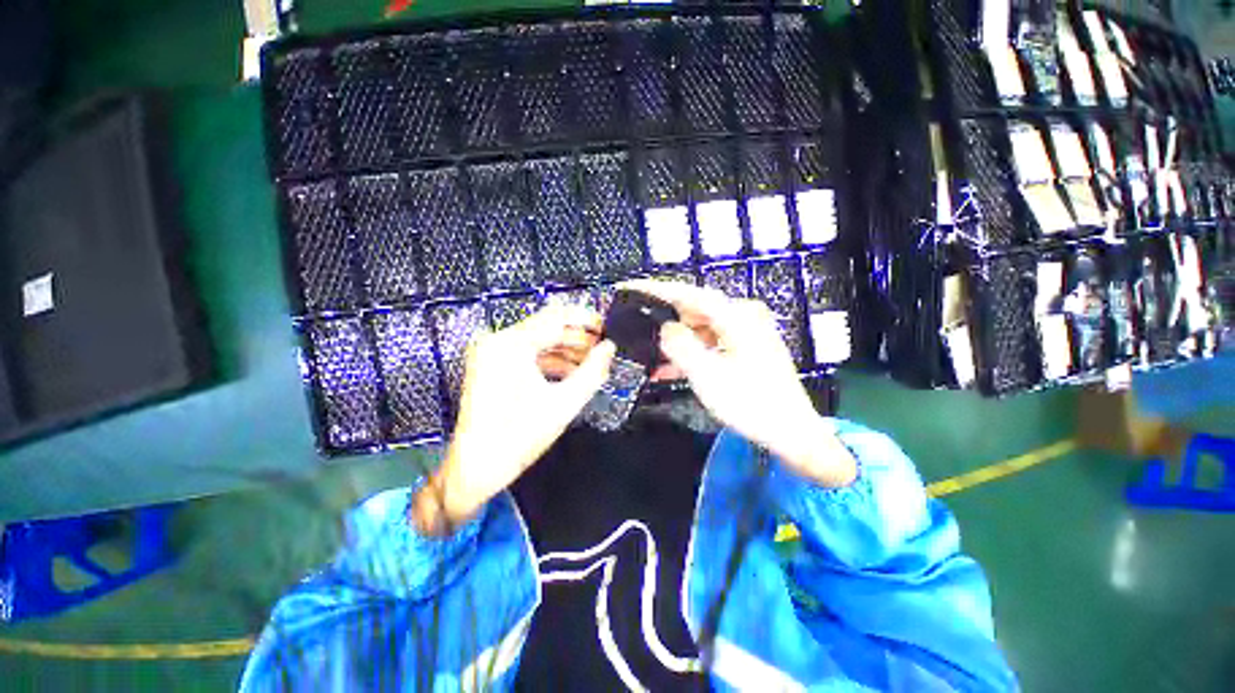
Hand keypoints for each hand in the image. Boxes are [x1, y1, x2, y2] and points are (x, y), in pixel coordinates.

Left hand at [413, 306, 615, 534]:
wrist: (475, 468)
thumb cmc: (518, 437)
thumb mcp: (564, 403)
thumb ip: (592, 371)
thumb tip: (610, 348)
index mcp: (511, 345)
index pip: (555, 317)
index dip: (584, 319)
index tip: (606, 327)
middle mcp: (497, 341)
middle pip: (546, 327)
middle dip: (577, 337)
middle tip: (602, 349)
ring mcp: (491, 353)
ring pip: (538, 340)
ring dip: (565, 350)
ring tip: (590, 362)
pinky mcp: (491, 365)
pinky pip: (527, 353)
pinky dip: (549, 360)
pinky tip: (569, 372)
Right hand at [619, 279, 856, 487]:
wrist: (790, 432)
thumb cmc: (750, 403)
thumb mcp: (706, 374)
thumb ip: (680, 345)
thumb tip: (665, 327)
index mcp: (736, 315)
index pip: (688, 294)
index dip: (656, 289)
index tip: (630, 288)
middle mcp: (742, 316)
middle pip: (693, 311)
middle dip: (664, 322)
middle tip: (636, 329)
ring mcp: (745, 332)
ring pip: (699, 329)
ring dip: (675, 343)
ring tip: (648, 356)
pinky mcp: (744, 348)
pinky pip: (709, 343)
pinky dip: (690, 354)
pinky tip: (668, 369)